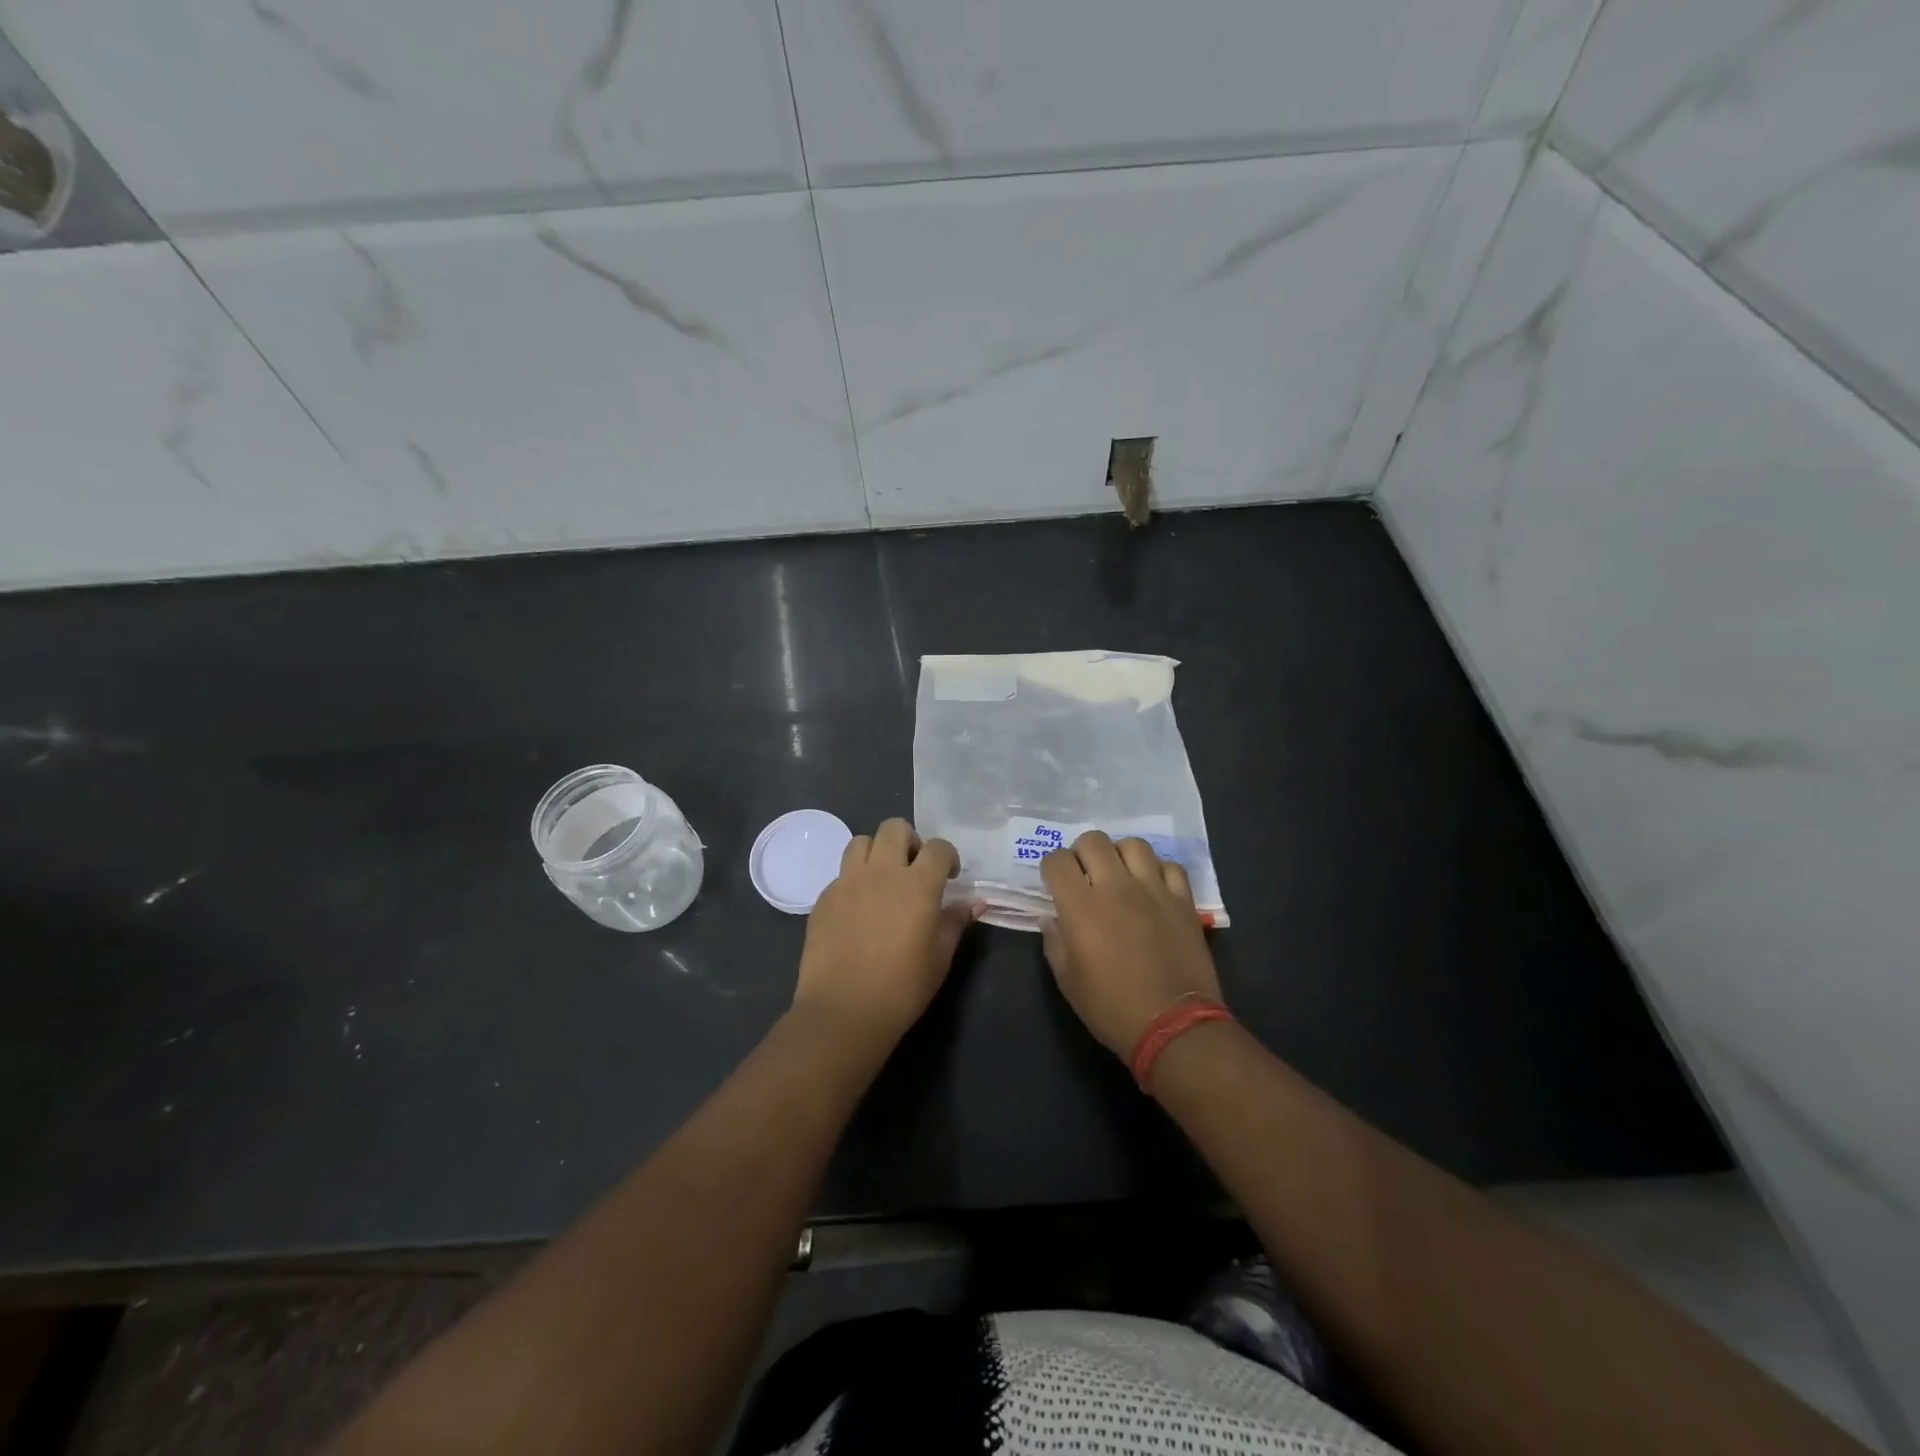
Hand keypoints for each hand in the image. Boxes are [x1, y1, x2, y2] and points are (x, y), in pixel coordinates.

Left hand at [793, 818, 975, 1052]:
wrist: (843, 1011)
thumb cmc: (902, 987)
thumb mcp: (940, 957)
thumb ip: (955, 922)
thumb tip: (975, 902)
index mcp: (917, 884)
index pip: (938, 847)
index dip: (947, 856)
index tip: (949, 876)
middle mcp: (881, 872)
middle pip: (894, 828)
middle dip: (909, 841)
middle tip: (913, 870)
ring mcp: (847, 882)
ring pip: (860, 842)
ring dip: (876, 853)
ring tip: (882, 881)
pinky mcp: (823, 898)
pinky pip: (841, 874)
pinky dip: (853, 881)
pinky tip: (858, 910)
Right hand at [1041, 831, 1222, 1058]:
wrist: (1172, 1025)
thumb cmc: (1111, 1007)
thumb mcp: (1067, 981)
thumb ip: (1055, 942)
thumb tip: (1051, 919)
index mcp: (1080, 906)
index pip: (1057, 861)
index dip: (1051, 867)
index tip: (1054, 883)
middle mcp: (1116, 887)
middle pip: (1093, 841)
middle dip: (1082, 852)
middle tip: (1084, 874)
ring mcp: (1153, 890)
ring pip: (1133, 845)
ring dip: (1120, 855)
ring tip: (1120, 875)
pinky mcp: (1183, 900)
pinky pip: (1170, 867)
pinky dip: (1158, 871)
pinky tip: (1153, 888)